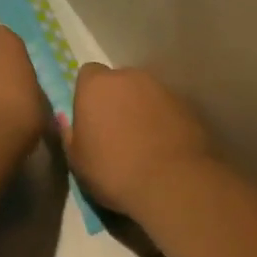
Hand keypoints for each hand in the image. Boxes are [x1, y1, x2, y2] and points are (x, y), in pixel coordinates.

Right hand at [65, 64, 210, 215]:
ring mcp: (163, 89)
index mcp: (97, 86)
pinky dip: (164, 121)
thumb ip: (70, 134)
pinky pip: (167, 109)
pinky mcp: (188, 105)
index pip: (88, 74)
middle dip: (116, 99)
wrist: (173, 182)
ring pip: (145, 94)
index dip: (88, 94)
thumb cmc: (113, 171)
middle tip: (115, 131)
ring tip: (143, 142)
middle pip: (119, 81)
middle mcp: (130, 77)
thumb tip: (68, 121)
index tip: (90, 118)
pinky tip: (164, 147)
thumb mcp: (77, 161)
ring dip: (141, 109)